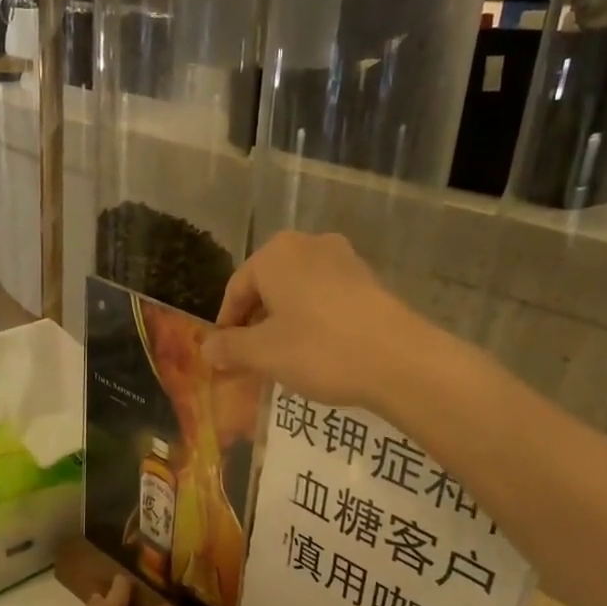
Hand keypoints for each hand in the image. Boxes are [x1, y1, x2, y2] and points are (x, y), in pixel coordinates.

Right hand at [201, 231, 432, 409]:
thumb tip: (207, 349)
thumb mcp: (263, 354)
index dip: (226, 325)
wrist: (399, 360)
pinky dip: (314, 321)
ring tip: (284, 359)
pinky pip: (326, 298)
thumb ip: (229, 348)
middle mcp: (309, 245)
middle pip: (268, 287)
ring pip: (298, 293)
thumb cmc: (319, 350)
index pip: (236, 289)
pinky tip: (318, 351)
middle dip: (256, 323)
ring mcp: (344, 260)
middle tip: (252, 360)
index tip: (224, 357)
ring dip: (285, 323)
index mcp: (275, 254)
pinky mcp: (369, 280)